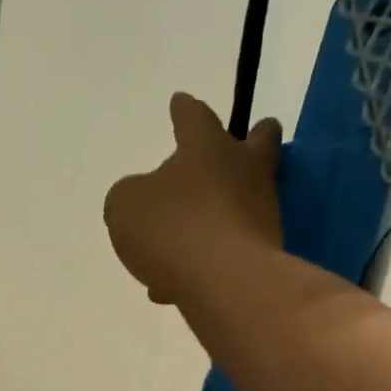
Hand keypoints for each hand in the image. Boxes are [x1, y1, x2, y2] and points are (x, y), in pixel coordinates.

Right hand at [104, 92, 282, 304]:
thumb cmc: (171, 229)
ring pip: (237, 206)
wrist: (225, 283)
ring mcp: (259, 214)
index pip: (195, 116)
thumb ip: (131, 195)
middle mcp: (242, 173)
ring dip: (210, 220)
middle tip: (252, 137)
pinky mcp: (265, 254)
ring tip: (169, 252)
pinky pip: (228, 251)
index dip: (184, 110)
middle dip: (254, 139)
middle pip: (257, 145)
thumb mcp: (125, 205)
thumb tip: (145, 201)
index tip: (180, 102)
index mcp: (207, 147)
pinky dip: (204, 262)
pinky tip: (170, 288)